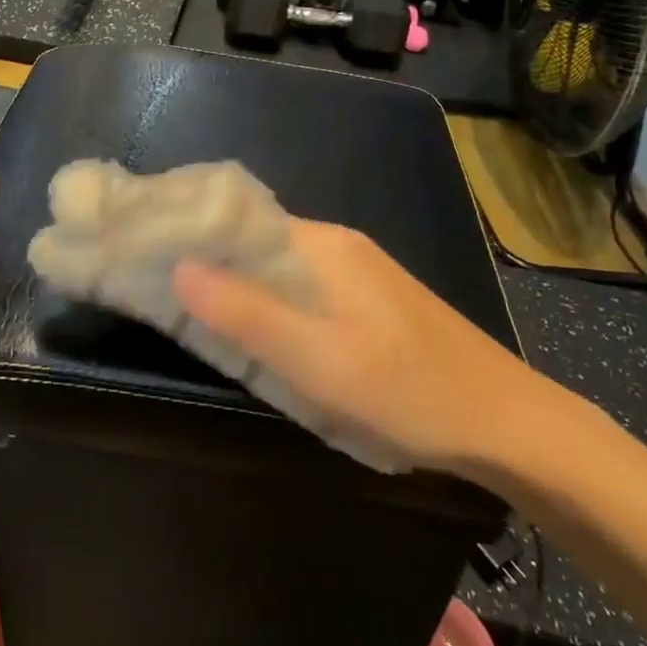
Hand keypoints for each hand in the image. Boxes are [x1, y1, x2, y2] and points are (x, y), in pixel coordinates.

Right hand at [172, 220, 568, 477]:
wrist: (506, 424)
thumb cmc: (407, 391)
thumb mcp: (318, 360)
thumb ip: (246, 313)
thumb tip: (177, 265)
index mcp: (322, 246)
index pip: (236, 221)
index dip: (187, 233)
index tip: (139, 250)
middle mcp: (336, 246)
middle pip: (252, 242)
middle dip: (203, 261)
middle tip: (151, 288)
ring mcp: (354, 273)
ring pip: (273, 268)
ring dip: (232, 284)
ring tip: (184, 309)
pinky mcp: (365, 301)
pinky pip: (297, 289)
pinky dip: (263, 302)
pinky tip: (251, 330)